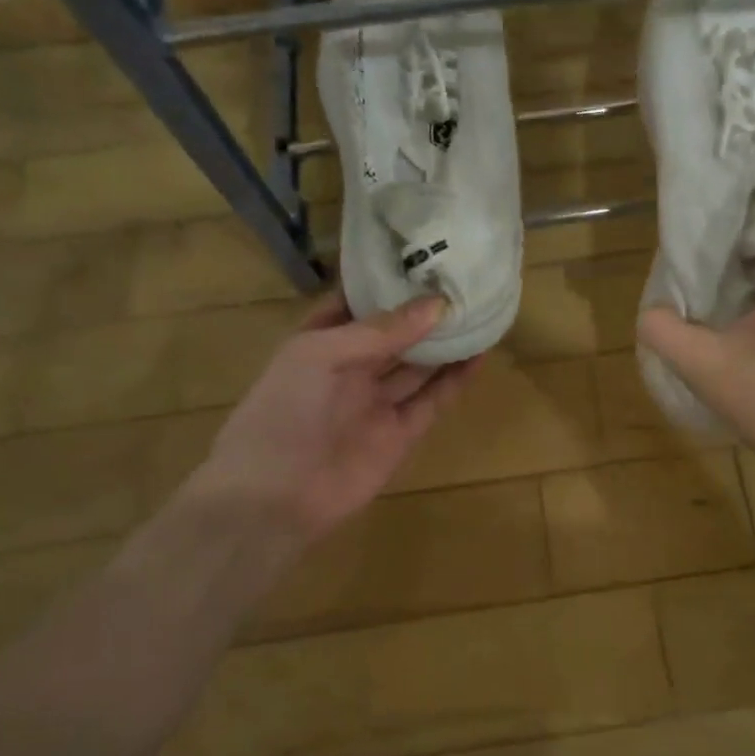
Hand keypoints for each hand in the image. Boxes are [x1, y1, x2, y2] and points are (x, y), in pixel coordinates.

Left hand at [194, 295, 477, 550]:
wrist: (274, 498)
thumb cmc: (284, 412)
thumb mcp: (320, 355)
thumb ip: (380, 331)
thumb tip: (437, 305)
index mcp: (320, 343)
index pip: (357, 303)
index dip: (386, 283)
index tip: (423, 257)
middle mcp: (350, 369)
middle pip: (394, 334)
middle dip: (423, 312)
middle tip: (463, 282)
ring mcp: (376, 402)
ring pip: (418, 366)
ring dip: (446, 343)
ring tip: (480, 312)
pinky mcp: (401, 434)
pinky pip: (432, 401)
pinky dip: (455, 380)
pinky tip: (479, 353)